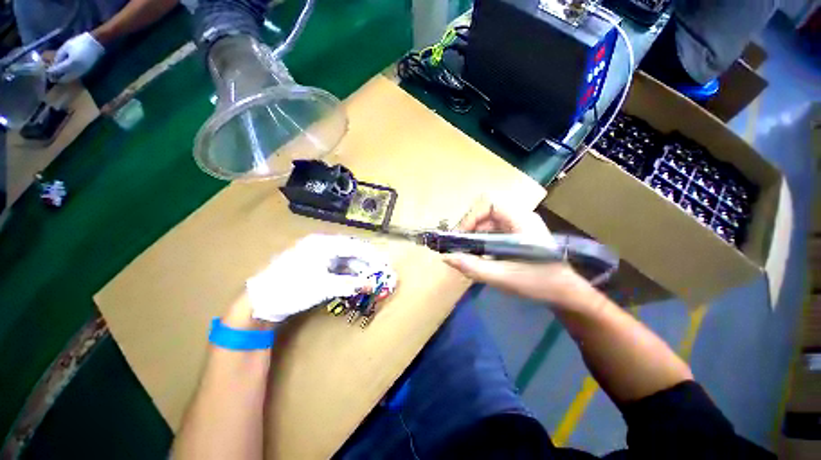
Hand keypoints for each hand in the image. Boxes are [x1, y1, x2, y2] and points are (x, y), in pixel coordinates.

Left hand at [47, 32, 104, 82]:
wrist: (95, 44)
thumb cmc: (79, 42)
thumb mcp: (66, 47)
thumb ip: (59, 57)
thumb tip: (54, 65)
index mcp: (70, 64)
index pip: (57, 71)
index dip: (51, 72)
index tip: (46, 72)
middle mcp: (75, 71)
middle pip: (64, 78)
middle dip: (57, 77)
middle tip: (51, 75)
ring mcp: (81, 72)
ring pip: (69, 79)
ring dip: (63, 77)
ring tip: (57, 74)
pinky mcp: (84, 72)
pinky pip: (74, 76)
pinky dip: (68, 76)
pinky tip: (66, 72)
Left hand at [246, 234, 395, 322]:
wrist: (259, 301)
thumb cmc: (292, 289)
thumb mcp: (323, 287)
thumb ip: (351, 285)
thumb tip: (372, 285)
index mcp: (324, 244)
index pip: (355, 247)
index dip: (372, 256)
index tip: (385, 264)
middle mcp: (322, 245)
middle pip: (351, 251)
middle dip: (367, 262)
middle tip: (380, 273)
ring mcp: (317, 254)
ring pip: (344, 259)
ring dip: (358, 269)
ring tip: (370, 278)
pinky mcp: (313, 264)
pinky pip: (336, 266)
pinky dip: (347, 273)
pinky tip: (354, 280)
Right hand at [443, 203, 589, 305]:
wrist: (565, 293)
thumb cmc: (539, 283)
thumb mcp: (503, 277)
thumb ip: (473, 267)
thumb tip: (445, 258)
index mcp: (522, 221)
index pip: (489, 204)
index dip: (471, 216)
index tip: (460, 236)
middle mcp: (521, 217)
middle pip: (486, 212)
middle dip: (469, 227)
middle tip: (459, 245)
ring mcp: (519, 225)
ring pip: (488, 221)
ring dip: (474, 234)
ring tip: (466, 252)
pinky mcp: (517, 234)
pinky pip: (493, 230)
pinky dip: (482, 240)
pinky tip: (479, 254)